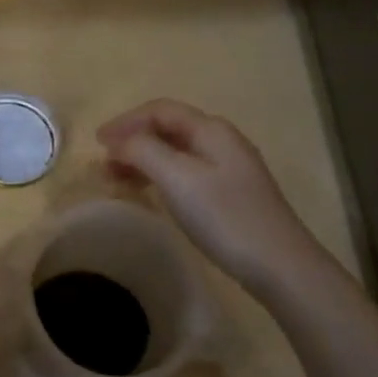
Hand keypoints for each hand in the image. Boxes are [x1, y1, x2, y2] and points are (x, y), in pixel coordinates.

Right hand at [97, 99, 327, 293]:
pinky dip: (159, 177)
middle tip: (103, 163)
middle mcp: (221, 141)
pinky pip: (185, 173)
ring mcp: (228, 169)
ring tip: (117, 179)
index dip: (125, 121)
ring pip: (175, 152)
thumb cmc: (225, 217)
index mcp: (211, 129)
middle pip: (168, 129)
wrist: (280, 266)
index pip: (160, 110)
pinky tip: (148, 193)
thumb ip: (143, 150)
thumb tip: (118, 141)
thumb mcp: (178, 178)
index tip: (97, 142)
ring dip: (143, 160)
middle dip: (132, 141)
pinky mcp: (229, 195)